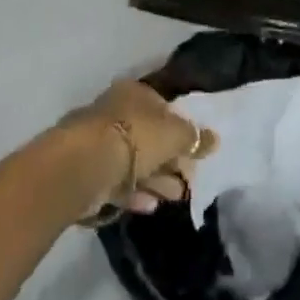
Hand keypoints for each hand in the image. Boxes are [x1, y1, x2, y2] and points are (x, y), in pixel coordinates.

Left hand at [60, 79, 217, 218]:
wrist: (85, 165)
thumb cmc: (135, 138)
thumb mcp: (175, 135)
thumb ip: (194, 138)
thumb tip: (214, 139)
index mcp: (134, 93)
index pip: (163, 107)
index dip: (181, 129)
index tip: (195, 151)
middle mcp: (115, 112)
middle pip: (149, 136)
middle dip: (171, 159)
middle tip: (189, 179)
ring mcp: (99, 142)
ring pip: (135, 161)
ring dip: (157, 179)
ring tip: (177, 196)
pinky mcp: (90, 172)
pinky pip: (118, 181)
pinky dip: (136, 192)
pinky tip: (152, 206)